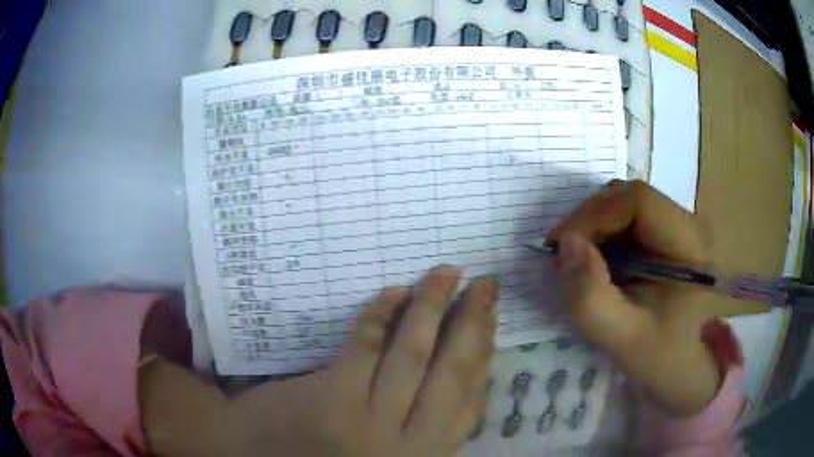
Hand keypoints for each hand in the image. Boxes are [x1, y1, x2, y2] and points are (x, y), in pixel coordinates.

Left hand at [142, 266, 498, 456]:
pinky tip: (393, 293)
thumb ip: (423, 424)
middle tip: (485, 284)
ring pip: (414, 358)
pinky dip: (380, 317)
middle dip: (474, 324)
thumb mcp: (393, 453)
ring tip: (446, 273)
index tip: (492, 318)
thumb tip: (459, 375)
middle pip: (452, 375)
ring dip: (433, 308)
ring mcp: (370, 427)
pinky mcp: (332, 404)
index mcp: (424, 454)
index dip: (486, 354)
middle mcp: (408, 447)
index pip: (470, 400)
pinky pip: (364, 350)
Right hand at [547, 180, 722, 416]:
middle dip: (591, 218)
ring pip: (627, 205)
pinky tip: (595, 260)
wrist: (684, 366)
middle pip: (632, 197)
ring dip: (595, 225)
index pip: (640, 201)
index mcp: (689, 247)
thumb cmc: (660, 357)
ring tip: (577, 257)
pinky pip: (629, 221)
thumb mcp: (622, 336)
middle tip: (564, 251)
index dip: (598, 214)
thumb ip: (591, 295)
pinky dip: (604, 234)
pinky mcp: (667, 238)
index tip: (565, 244)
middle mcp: (688, 226)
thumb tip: (565, 243)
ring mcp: (678, 230)